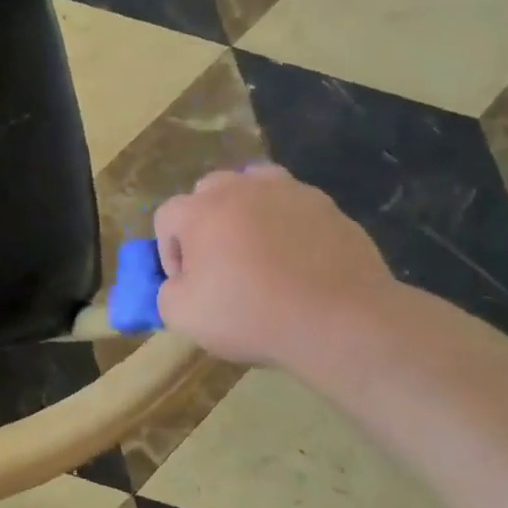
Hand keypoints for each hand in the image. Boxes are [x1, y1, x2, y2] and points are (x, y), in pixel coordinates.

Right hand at [153, 166, 398, 366]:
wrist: (341, 321)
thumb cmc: (252, 315)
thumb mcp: (184, 317)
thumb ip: (166, 292)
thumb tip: (178, 283)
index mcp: (201, 211)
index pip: (167, 216)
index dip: (168, 250)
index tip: (185, 282)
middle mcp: (241, 189)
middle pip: (208, 192)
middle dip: (205, 223)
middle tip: (217, 262)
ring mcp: (288, 192)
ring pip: (253, 187)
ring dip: (246, 211)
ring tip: (256, 248)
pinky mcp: (327, 206)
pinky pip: (293, 206)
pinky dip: (286, 224)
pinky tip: (296, 259)